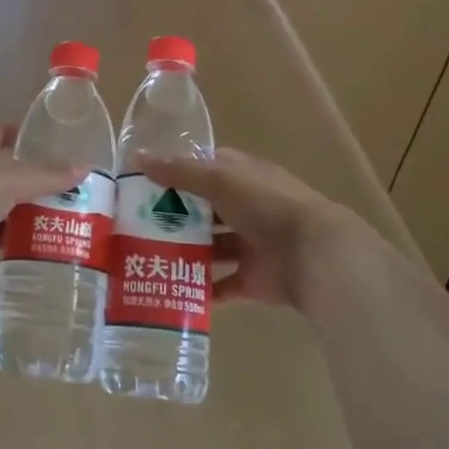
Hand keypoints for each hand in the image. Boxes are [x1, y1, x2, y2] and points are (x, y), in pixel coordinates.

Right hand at [138, 148, 368, 312]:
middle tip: (134, 224)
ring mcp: (250, 244)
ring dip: (184, 252)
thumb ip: (178, 171)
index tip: (143, 183)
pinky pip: (221, 285)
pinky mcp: (252, 279)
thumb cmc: (266, 205)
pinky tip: (170, 290)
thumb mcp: (219, 180)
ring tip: (145, 257)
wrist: (314, 254)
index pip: (205, 169)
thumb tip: (136, 157)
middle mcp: (246, 208)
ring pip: (210, 248)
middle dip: (174, 216)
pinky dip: (200, 289)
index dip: (176, 173)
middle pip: (204, 210)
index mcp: (242, 177)